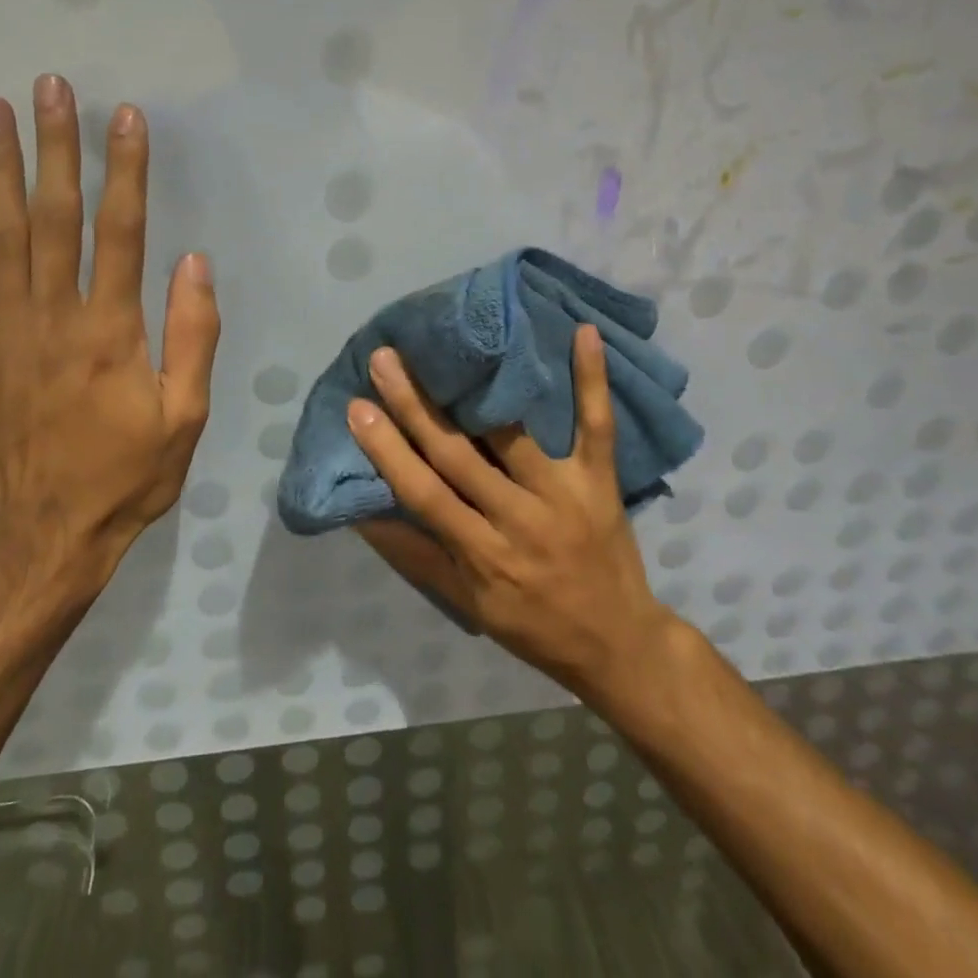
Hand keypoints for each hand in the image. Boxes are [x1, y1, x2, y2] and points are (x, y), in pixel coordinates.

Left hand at [0, 75, 219, 615]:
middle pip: (55, 217)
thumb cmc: (127, 474)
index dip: (125, 171)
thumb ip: (192, 335)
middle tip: (50, 87)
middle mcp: (55, 317)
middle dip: (55, 148)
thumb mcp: (186, 415)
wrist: (45, 533)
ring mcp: (5, 332)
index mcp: (113, 331)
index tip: (125, 117)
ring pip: (0, 236)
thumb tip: (194, 262)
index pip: (121, 232)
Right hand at [348, 325, 674, 698]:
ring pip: (514, 433)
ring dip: (481, 388)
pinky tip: (582, 332)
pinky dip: (591, 380)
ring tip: (455, 343)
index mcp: (483, 554)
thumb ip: (417, 557)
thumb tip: (364, 516)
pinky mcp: (600, 480)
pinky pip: (597, 426)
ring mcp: (565, 494)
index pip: (425, 494)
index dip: (388, 451)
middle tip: (386, 358)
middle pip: (459, 454)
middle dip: (417, 405)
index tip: (357, 408)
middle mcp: (520, 519)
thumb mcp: (468, 606)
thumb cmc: (533, 625)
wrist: (619, 645)